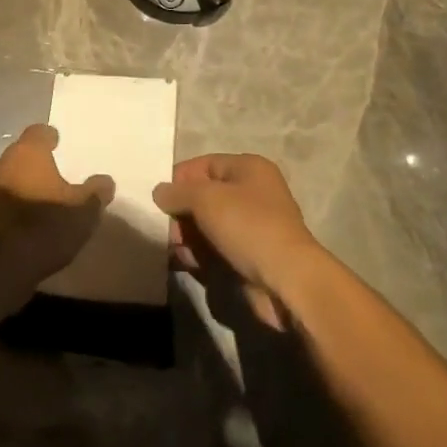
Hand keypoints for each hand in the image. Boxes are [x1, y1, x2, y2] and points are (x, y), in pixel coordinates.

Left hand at [0, 124, 114, 280]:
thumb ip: (96, 192)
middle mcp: (7, 163)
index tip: (60, 141)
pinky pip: (11, 198)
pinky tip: (38, 215)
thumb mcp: (84, 209)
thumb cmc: (47, 223)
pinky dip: (23, 201)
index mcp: (29, 152)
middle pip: (24, 153)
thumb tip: (106, 181)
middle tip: (60, 168)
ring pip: (16, 176)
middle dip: (40, 160)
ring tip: (52, 193)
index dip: (50, 137)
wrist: (5, 262)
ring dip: (31, 182)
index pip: (38, 132)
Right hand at [154, 154, 324, 329]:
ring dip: (187, 237)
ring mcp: (252, 226)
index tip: (159, 201)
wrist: (287, 281)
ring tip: (177, 252)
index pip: (203, 165)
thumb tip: (159, 192)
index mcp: (248, 168)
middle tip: (168, 232)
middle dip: (181, 214)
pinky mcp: (250, 255)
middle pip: (203, 196)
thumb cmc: (247, 226)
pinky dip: (200, 254)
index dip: (179, 180)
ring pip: (207, 225)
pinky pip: (216, 248)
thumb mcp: (205, 199)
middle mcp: (252, 192)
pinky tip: (188, 264)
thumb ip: (177, 192)